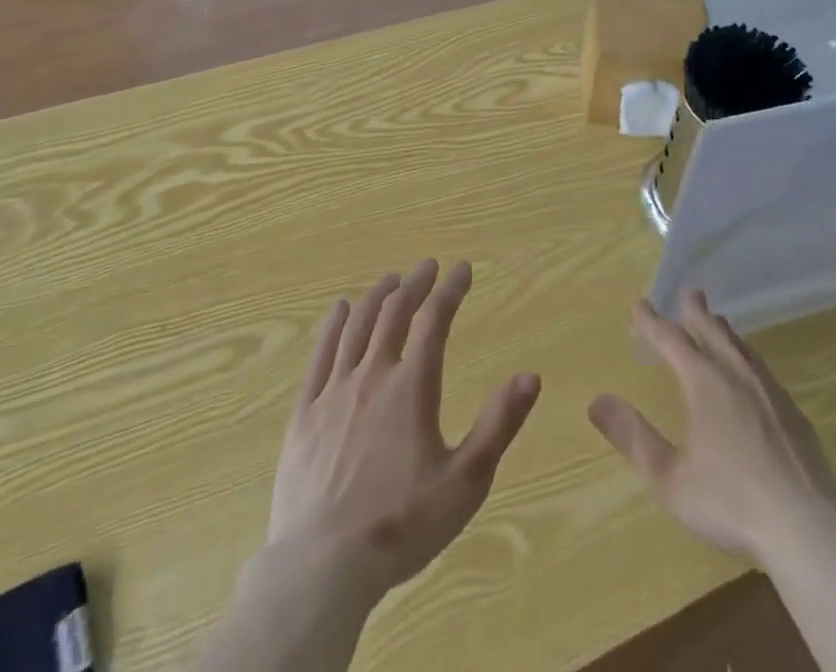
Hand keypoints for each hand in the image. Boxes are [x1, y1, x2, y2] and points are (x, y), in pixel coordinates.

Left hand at [268, 259, 540, 601]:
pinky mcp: (304, 415)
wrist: (322, 568)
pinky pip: (319, 356)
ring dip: (376, 297)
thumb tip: (531, 376)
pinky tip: (339, 311)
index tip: (462, 269)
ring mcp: (333, 393)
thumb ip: (499, 424)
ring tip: (390, 280)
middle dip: (414, 284)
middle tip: (427, 267)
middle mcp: (373, 376)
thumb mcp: (466, 480)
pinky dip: (332, 326)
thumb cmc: (402, 525)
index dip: (451, 289)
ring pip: (356, 327)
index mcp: (412, 387)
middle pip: (394, 313)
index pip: (435, 320)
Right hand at [587, 291, 835, 566]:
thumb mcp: (670, 479)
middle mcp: (737, 375)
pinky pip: (764, 370)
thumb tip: (597, 401)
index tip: (639, 305)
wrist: (806, 526)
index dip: (653, 322)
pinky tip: (753, 374)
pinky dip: (749, 358)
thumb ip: (634, 438)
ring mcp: (770, 392)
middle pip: (713, 332)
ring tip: (719, 323)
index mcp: (705, 384)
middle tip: (691, 292)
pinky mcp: (794, 413)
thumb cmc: (730, 501)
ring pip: (742, 348)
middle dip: (696, 313)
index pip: (672, 341)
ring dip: (725, 332)